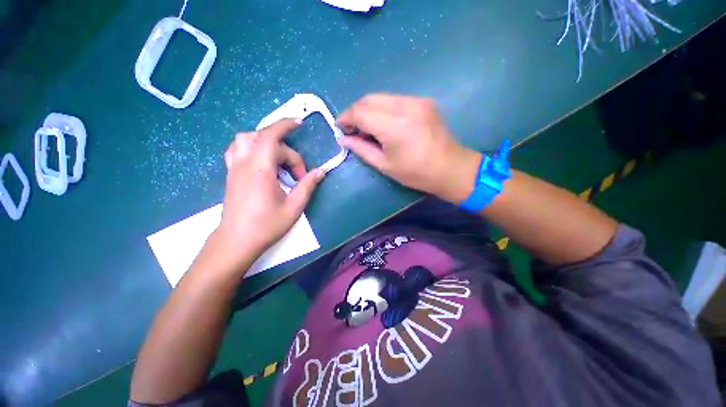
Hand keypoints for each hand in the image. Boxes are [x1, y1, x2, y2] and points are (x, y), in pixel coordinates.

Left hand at [216, 119, 324, 264]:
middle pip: (262, 139)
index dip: (285, 125)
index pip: (270, 136)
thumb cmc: (266, 226)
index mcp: (260, 170)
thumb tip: (321, 171)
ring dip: (264, 142)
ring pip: (244, 140)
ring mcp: (234, 169)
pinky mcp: (231, 175)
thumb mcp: (294, 207)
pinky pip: (237, 150)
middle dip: (285, 149)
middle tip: (297, 172)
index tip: (299, 123)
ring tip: (280, 159)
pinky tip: (264, 162)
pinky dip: (252, 148)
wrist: (236, 241)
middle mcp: (244, 164)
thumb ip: (307, 186)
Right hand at [337, 94, 480, 202]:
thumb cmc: (415, 173)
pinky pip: (394, 99)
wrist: (449, 168)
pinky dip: (382, 109)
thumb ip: (361, 149)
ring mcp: (416, 100)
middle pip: (369, 99)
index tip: (340, 127)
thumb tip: (344, 139)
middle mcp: (405, 106)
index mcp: (394, 126)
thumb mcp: (384, 165)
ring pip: (381, 97)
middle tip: (352, 129)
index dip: (345, 117)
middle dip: (355, 112)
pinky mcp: (423, 101)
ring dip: (368, 109)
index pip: (360, 112)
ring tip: (367, 128)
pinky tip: (383, 123)